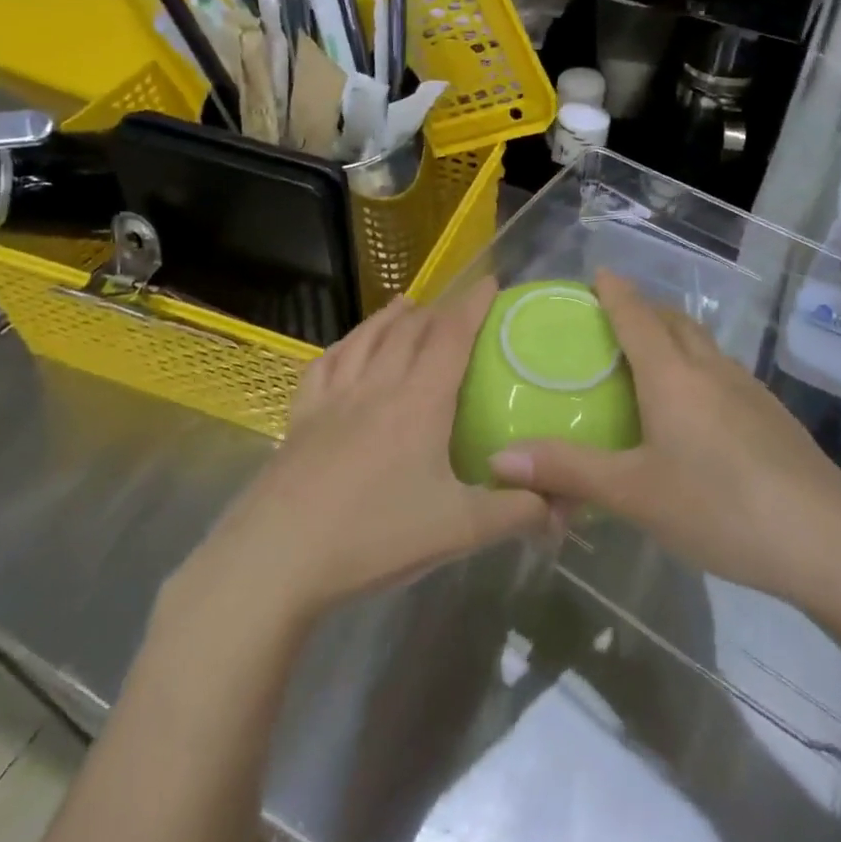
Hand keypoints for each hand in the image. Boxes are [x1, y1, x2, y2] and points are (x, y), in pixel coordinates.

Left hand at [165, 278, 551, 631]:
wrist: (277, 558)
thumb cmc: (374, 537)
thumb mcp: (458, 530)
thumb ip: (515, 512)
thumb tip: (563, 506)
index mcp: (419, 402)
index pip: (451, 336)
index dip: (473, 305)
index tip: (491, 282)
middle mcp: (377, 386)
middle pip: (409, 331)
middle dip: (437, 311)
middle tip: (455, 306)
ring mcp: (333, 399)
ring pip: (366, 339)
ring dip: (390, 317)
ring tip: (406, 304)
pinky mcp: (301, 418)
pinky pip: (324, 365)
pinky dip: (343, 345)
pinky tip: (346, 348)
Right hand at [489, 271, 840, 604]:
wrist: (829, 543)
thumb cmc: (720, 509)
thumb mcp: (634, 494)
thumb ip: (568, 471)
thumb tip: (497, 458)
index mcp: (672, 375)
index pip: (636, 315)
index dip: (615, 291)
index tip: (597, 273)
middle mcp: (711, 369)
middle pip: (674, 320)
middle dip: (644, 309)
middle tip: (614, 319)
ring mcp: (749, 389)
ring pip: (703, 344)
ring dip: (674, 336)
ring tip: (651, 358)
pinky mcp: (772, 415)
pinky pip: (723, 372)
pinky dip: (698, 367)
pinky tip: (697, 409)